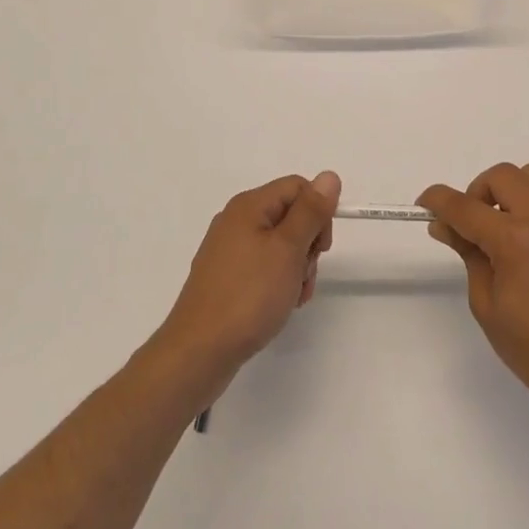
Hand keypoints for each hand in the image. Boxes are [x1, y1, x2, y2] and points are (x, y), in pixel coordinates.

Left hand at [155, 172, 338, 391]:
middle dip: (308, 245)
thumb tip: (329, 176)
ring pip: (280, 245)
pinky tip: (280, 305)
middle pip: (290, 215)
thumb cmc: (248, 296)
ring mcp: (228, 251)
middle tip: (305, 275)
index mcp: (249, 206)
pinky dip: (279, 282)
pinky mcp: (226, 277)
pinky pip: (264, 266)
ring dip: (297, 268)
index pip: (298, 188)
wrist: (199, 352)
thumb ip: (310, 211)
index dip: (318, 212)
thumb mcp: (288, 250)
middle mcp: (236, 221)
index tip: (322, 247)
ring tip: (293, 297)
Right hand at [420, 162, 528, 419]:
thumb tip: (444, 225)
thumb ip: (467, 254)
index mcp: (512, 240)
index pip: (463, 206)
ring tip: (511, 220)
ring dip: (516, 189)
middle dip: (478, 193)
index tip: (424, 203)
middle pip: (501, 176)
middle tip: (474, 224)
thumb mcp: (485, 303)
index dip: (437, 200)